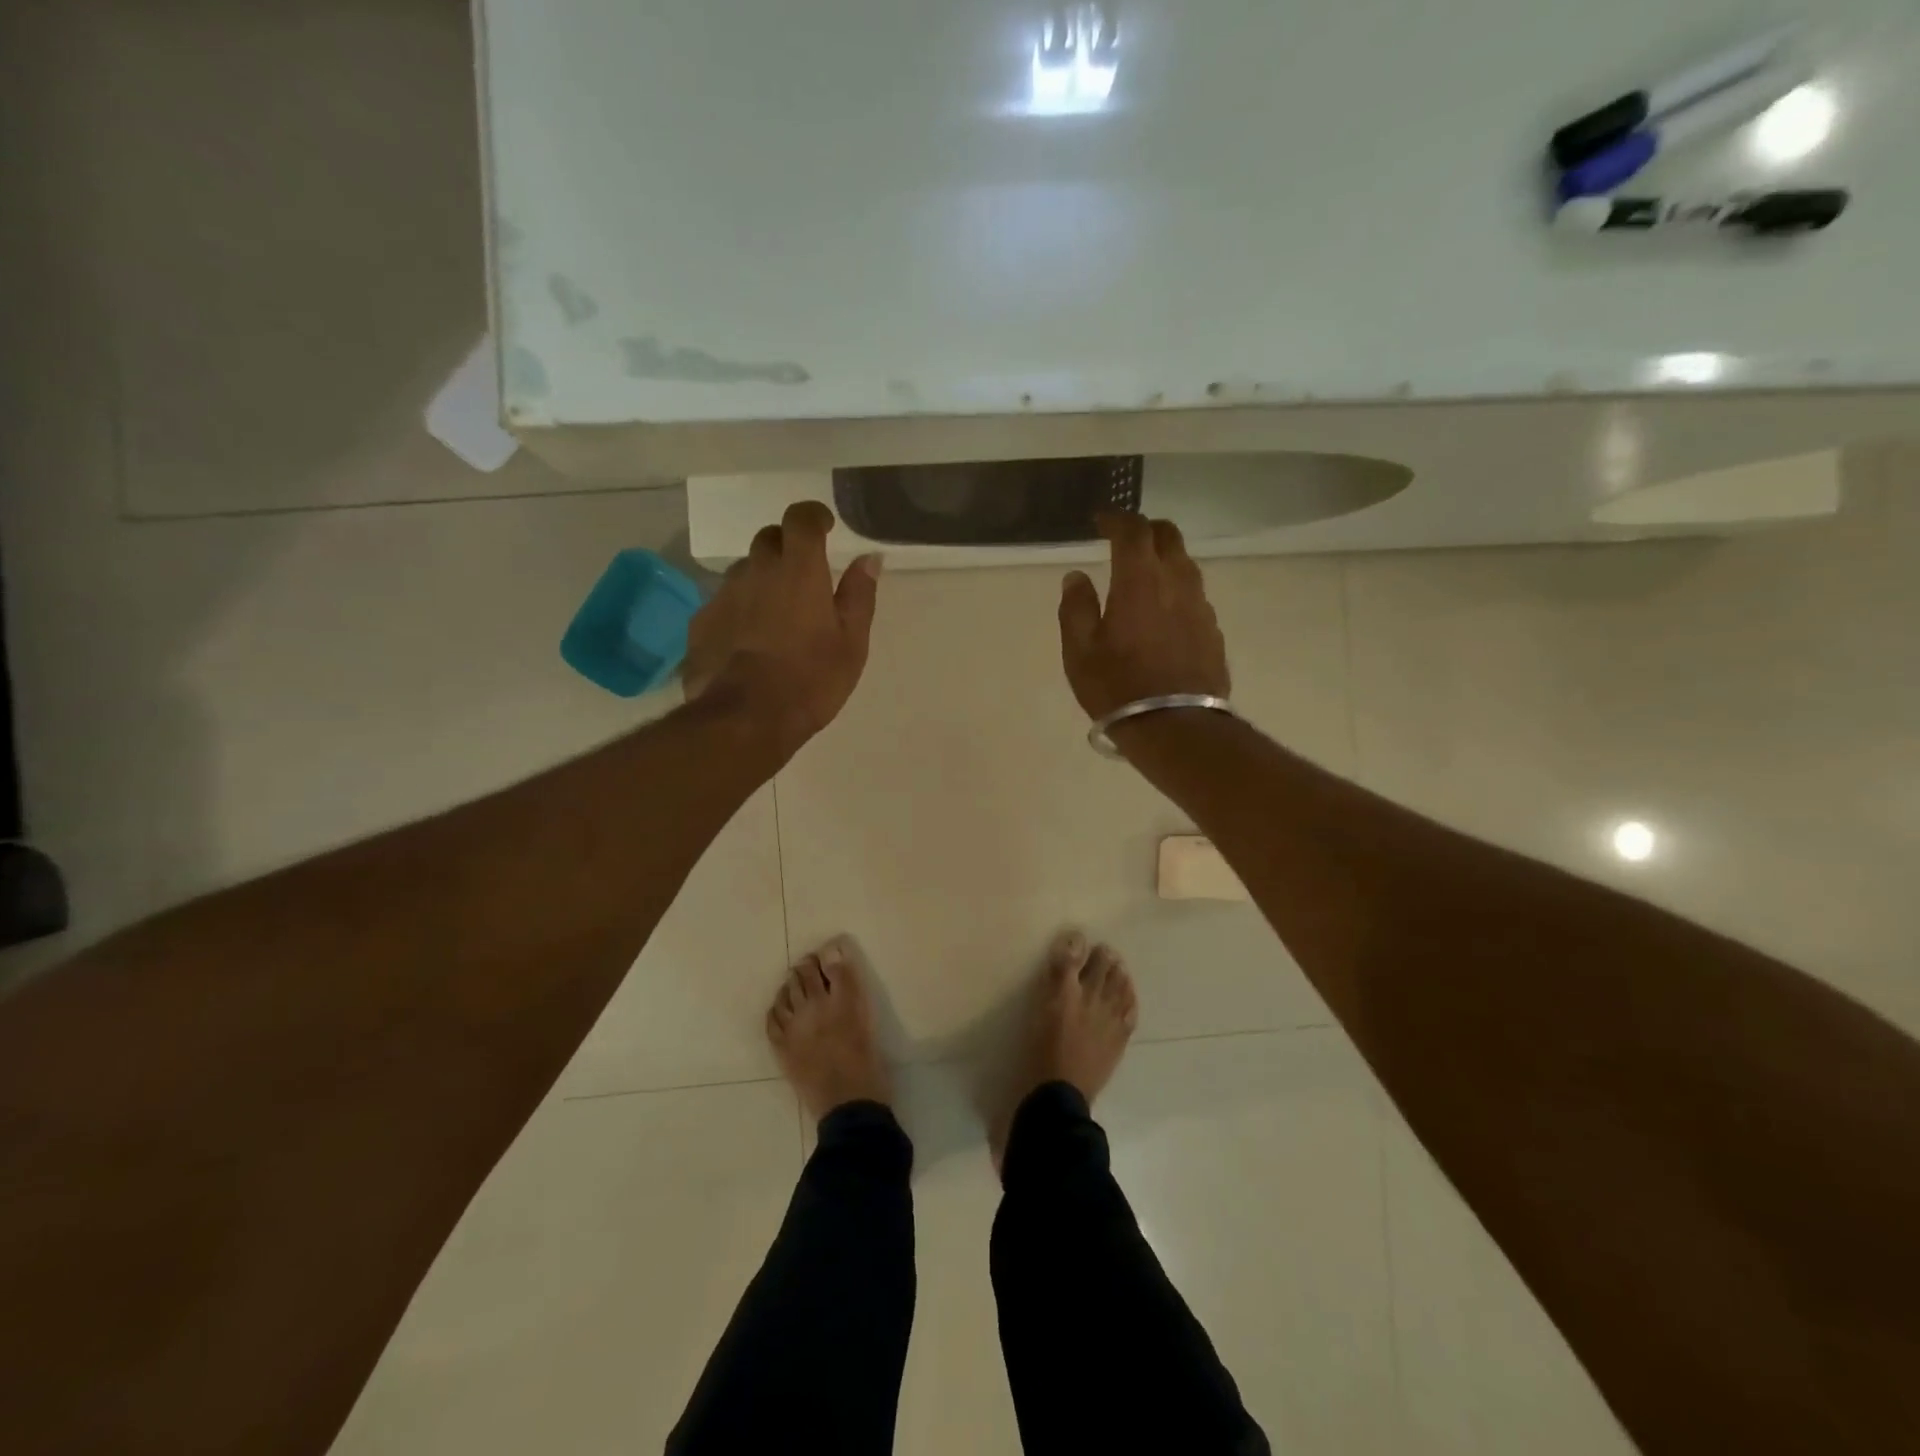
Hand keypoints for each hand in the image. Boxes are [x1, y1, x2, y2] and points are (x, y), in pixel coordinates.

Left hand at [683, 501, 881, 757]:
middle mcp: (756, 570)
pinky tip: (748, 641)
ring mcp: (723, 595)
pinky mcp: (701, 622)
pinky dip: (740, 609)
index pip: (800, 517)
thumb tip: (869, 558)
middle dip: (787, 547)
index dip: (813, 516)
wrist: (745, 718)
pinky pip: (724, 602)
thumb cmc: (811, 679)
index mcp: (799, 569)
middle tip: (803, 576)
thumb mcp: (852, 642)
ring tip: (776, 615)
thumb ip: (860, 594)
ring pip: (744, 571)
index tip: (825, 528)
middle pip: (769, 539)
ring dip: (762, 580)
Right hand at [1058, 513, 1229, 720]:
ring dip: (1163, 559)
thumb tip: (1076, 577)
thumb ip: (1076, 608)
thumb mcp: (1080, 651)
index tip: (1100, 522)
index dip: (1116, 519)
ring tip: (1142, 576)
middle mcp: (1177, 582)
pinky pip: (1193, 594)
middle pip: (1168, 536)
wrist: (1176, 727)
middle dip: (1145, 530)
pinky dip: (1175, 589)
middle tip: (1124, 540)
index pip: (1133, 530)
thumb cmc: (1118, 687)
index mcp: (1140, 580)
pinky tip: (1162, 612)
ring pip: (1185, 564)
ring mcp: (1201, 606)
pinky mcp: (1212, 630)